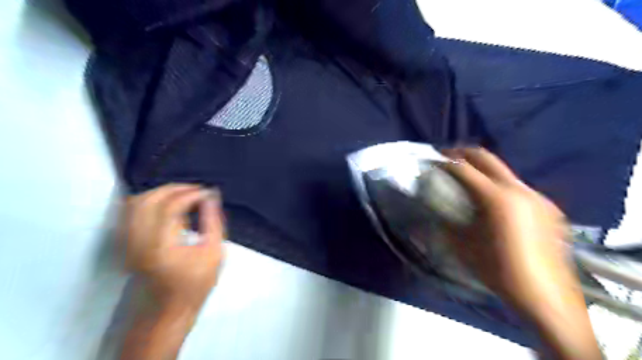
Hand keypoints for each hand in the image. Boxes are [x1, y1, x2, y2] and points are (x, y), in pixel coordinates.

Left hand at [123, 184, 224, 312]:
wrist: (168, 309)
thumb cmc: (196, 284)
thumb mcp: (214, 253)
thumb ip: (213, 222)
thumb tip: (211, 197)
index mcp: (162, 246)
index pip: (171, 207)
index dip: (191, 194)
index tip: (208, 193)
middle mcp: (138, 242)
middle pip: (148, 200)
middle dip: (175, 188)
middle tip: (196, 190)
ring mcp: (127, 243)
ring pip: (135, 203)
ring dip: (160, 192)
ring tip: (182, 194)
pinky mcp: (125, 244)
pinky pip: (129, 212)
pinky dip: (148, 201)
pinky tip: (165, 203)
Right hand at [442, 149, 581, 311]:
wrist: (545, 296)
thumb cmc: (497, 271)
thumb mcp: (461, 246)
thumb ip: (443, 221)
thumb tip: (429, 208)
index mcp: (496, 198)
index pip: (463, 168)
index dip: (444, 162)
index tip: (432, 161)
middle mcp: (519, 190)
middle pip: (486, 157)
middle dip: (463, 154)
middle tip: (447, 157)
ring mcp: (537, 197)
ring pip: (503, 171)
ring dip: (482, 169)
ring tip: (467, 180)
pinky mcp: (548, 207)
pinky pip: (518, 188)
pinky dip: (499, 186)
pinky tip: (493, 203)